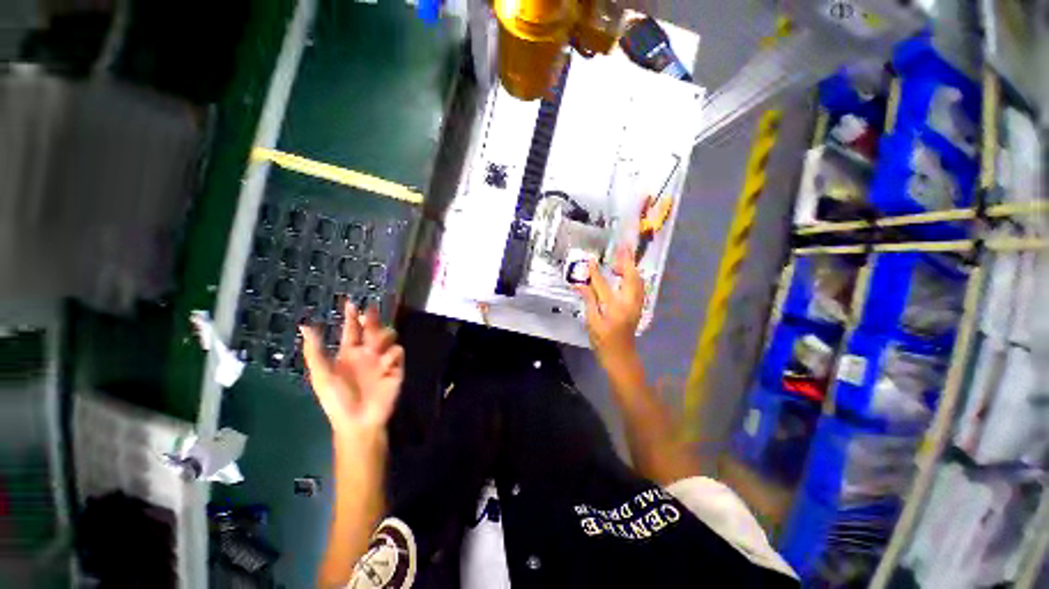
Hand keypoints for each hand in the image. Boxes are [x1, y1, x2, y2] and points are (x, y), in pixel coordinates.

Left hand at [300, 304, 404, 438]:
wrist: (359, 420)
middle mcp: (367, 353)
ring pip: (389, 337)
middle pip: (373, 329)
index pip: (352, 330)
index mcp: (349, 353)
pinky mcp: (396, 367)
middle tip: (370, 310)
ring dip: (383, 336)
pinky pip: (397, 352)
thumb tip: (305, 325)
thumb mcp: (322, 375)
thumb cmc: (337, 399)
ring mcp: (383, 359)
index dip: (351, 317)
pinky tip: (384, 364)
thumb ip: (315, 351)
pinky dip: (392, 355)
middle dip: (372, 319)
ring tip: (375, 345)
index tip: (351, 302)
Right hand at [575, 244, 645, 370]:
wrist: (622, 357)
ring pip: (638, 280)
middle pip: (630, 277)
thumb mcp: (592, 323)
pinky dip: (633, 276)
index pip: (603, 285)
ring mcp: (637, 305)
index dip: (595, 272)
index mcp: (615, 308)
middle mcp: (629, 303)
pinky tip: (626, 273)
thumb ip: (588, 301)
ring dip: (631, 267)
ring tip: (623, 258)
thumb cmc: (603, 343)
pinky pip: (638, 287)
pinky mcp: (638, 307)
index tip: (591, 260)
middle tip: (622, 247)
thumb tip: (580, 285)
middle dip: (626, 261)